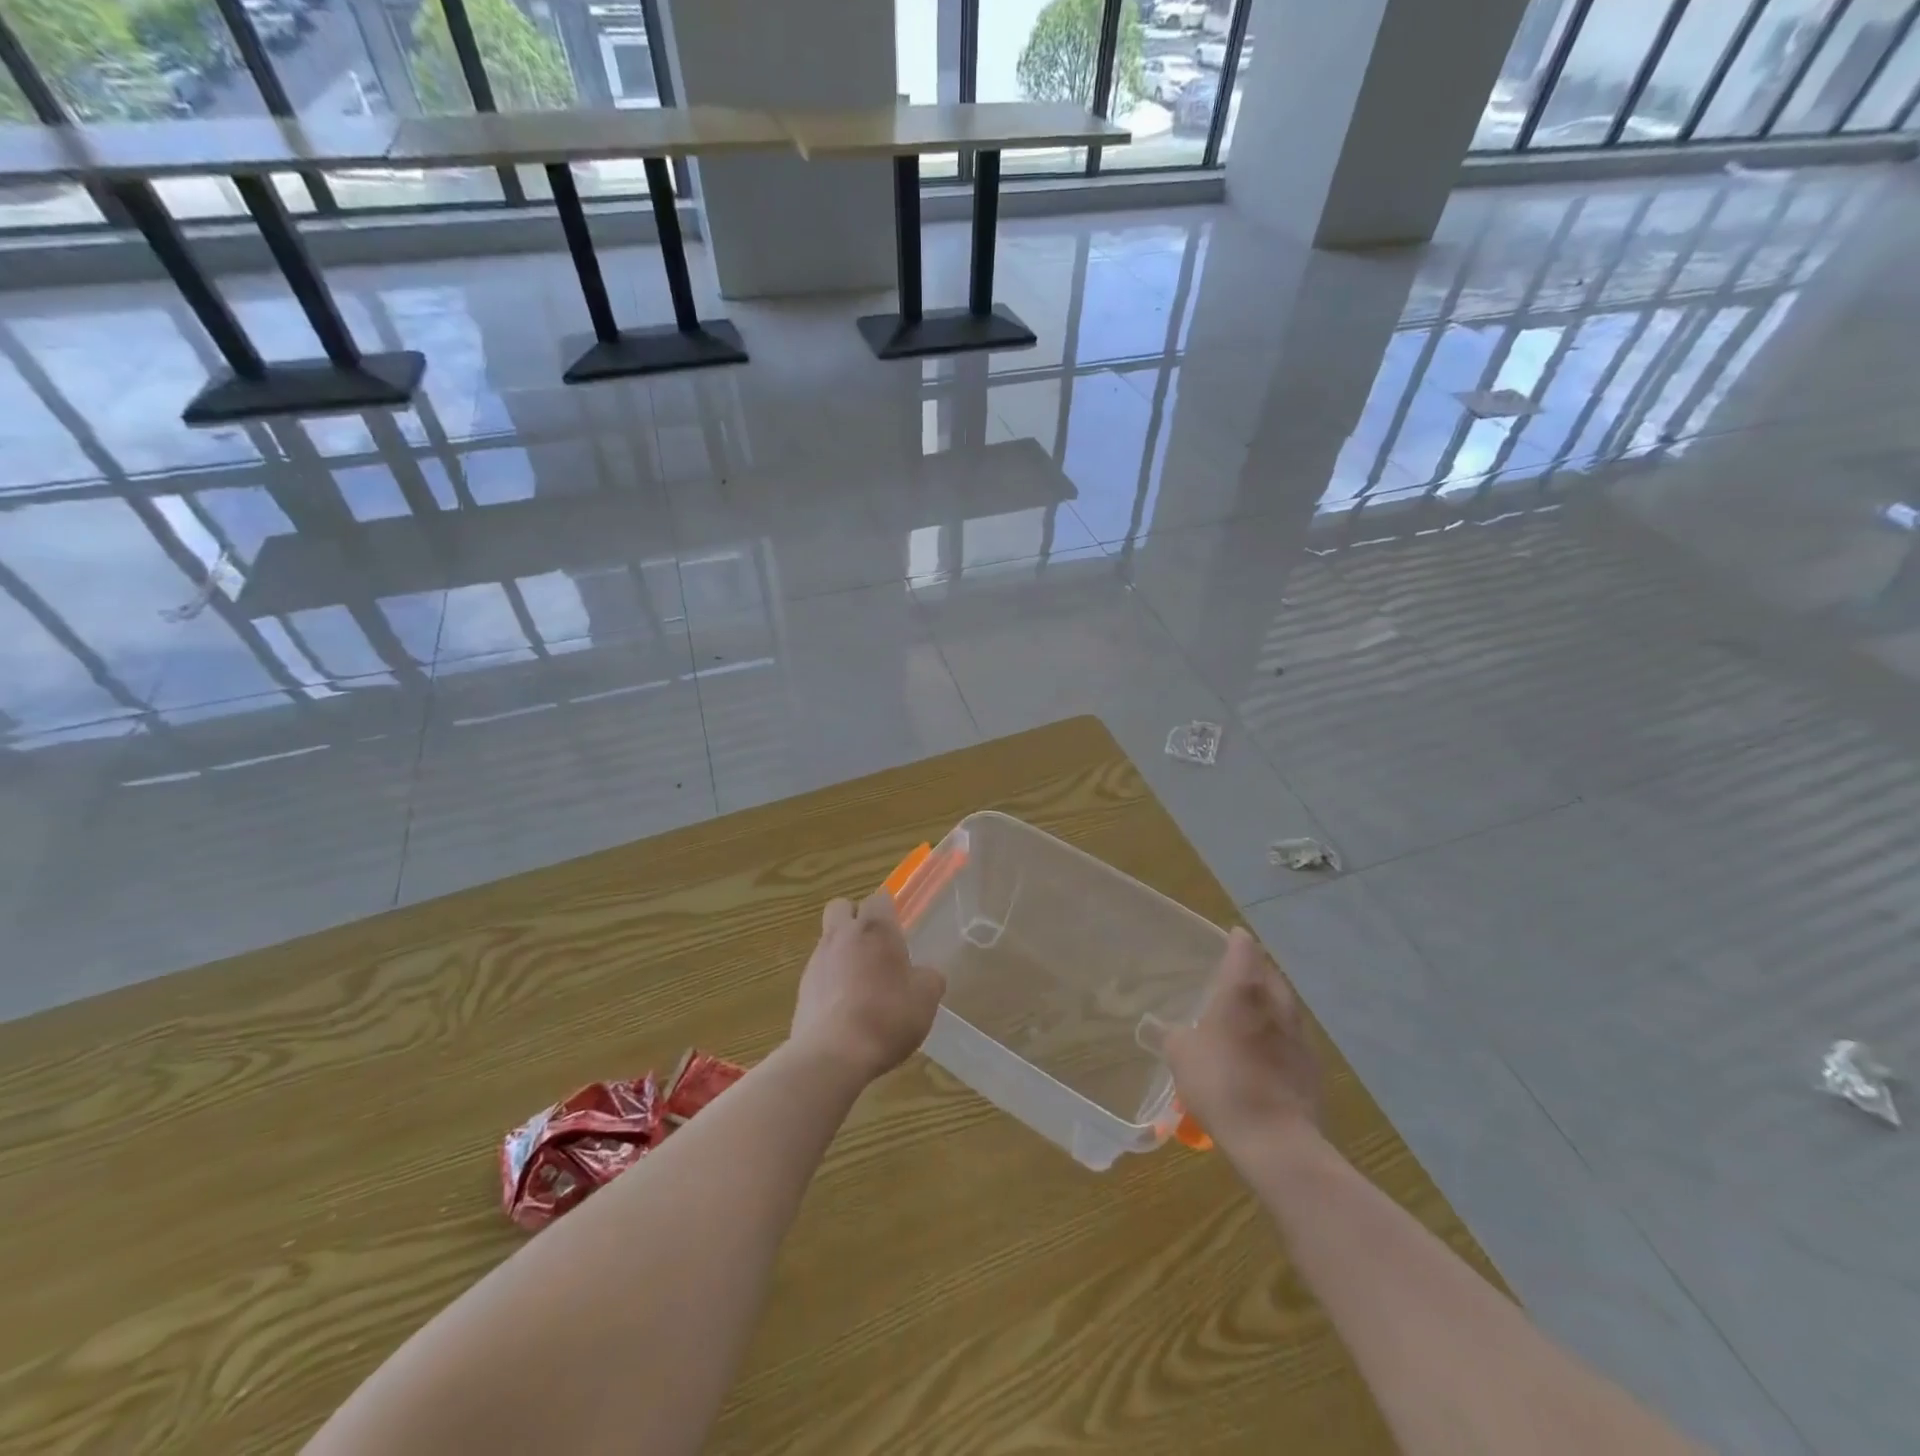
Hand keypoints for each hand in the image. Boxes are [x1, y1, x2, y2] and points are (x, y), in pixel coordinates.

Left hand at [790, 890, 945, 1083]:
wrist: (834, 1055)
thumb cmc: (887, 1016)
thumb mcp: (926, 998)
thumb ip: (929, 977)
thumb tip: (925, 974)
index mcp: (875, 928)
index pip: (879, 898)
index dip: (889, 911)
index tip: (899, 932)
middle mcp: (841, 935)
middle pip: (841, 907)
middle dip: (855, 919)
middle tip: (875, 947)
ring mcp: (817, 961)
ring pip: (828, 940)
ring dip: (843, 952)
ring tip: (863, 986)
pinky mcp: (802, 989)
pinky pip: (819, 972)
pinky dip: (831, 982)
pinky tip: (847, 1009)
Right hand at [1165, 928, 1321, 1150]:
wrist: (1275, 1140)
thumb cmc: (1221, 1082)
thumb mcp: (1180, 1054)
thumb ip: (1171, 1034)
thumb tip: (1162, 1026)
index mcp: (1244, 990)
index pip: (1244, 949)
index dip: (1236, 940)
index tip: (1230, 937)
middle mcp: (1276, 1003)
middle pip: (1269, 973)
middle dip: (1254, 969)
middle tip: (1235, 975)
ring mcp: (1299, 1035)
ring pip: (1284, 1005)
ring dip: (1268, 1003)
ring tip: (1248, 1013)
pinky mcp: (1311, 1066)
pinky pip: (1291, 1037)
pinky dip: (1277, 1035)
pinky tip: (1262, 1052)